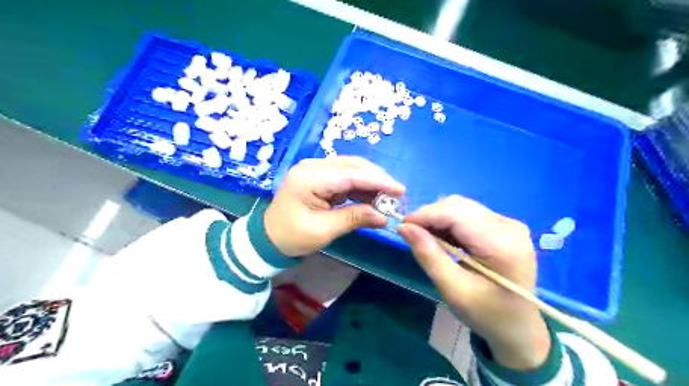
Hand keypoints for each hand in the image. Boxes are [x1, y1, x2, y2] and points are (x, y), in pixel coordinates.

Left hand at [265, 155, 404, 258]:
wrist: (268, 238)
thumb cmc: (292, 237)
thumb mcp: (323, 231)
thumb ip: (354, 219)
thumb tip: (384, 217)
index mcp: (309, 178)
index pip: (350, 175)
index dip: (378, 181)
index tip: (400, 190)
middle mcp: (313, 167)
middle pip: (353, 167)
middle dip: (377, 180)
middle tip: (397, 195)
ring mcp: (316, 170)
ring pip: (351, 170)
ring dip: (371, 183)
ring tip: (388, 198)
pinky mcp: (320, 177)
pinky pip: (345, 177)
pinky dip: (361, 187)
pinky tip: (373, 197)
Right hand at [399, 196, 549, 370]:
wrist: (518, 326)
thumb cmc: (486, 314)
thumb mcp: (453, 290)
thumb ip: (429, 256)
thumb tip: (404, 227)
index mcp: (502, 244)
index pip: (456, 214)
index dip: (425, 215)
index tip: (402, 226)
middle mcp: (509, 226)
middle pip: (459, 206)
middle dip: (430, 216)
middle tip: (412, 235)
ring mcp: (508, 224)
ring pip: (461, 207)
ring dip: (438, 219)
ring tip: (426, 239)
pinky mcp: (503, 226)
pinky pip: (468, 214)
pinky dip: (449, 223)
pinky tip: (443, 239)